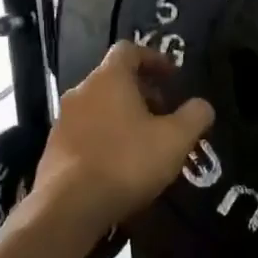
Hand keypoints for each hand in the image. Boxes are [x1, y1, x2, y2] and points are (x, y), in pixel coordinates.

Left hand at [35, 42, 214, 234]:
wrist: (69, 206)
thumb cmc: (126, 162)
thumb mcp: (175, 139)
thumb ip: (194, 117)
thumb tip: (202, 105)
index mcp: (109, 79)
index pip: (129, 50)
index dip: (154, 58)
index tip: (174, 76)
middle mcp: (81, 92)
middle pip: (114, 80)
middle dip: (143, 92)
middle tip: (165, 114)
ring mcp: (63, 121)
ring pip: (99, 107)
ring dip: (124, 117)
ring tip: (146, 143)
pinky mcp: (54, 150)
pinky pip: (87, 133)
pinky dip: (107, 138)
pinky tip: (121, 165)